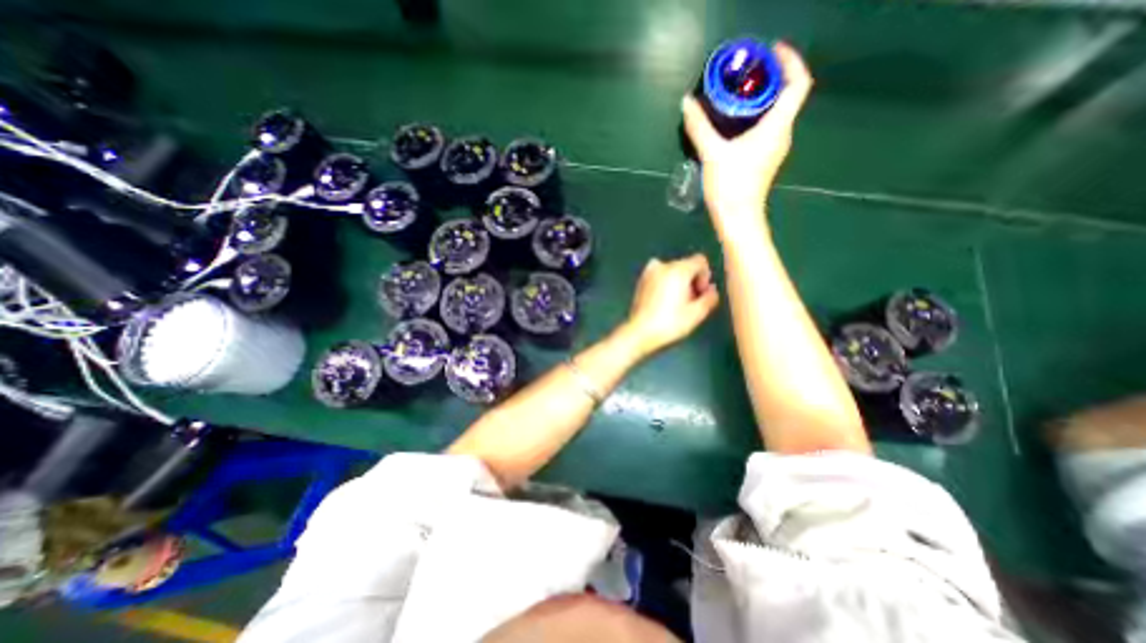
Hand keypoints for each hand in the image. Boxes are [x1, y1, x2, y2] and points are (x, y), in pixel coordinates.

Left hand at [618, 254, 712, 359]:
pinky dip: (665, 284)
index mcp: (678, 270)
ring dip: (678, 283)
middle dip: (691, 281)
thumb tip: (712, 290)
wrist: (639, 332)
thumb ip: (710, 298)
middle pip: (686, 265)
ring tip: (676, 304)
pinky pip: (660, 276)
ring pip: (672, 271)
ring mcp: (649, 272)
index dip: (705, 276)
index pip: (700, 261)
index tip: (700, 293)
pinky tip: (664, 302)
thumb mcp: (696, 314)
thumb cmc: (669, 324)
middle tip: (690, 302)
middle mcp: (662, 266)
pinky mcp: (641, 281)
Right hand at [680, 43, 814, 238]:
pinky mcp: (764, 161)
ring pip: (776, 114)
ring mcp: (774, 149)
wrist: (737, 220)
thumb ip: (700, 127)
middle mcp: (782, 135)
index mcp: (777, 127)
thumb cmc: (731, 186)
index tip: (771, 52)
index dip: (790, 61)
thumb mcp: (712, 154)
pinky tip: (735, 122)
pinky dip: (755, 118)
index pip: (798, 83)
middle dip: (772, 78)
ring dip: (762, 99)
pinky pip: (766, 129)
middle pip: (787, 96)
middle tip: (747, 71)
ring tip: (739, 93)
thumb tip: (686, 102)